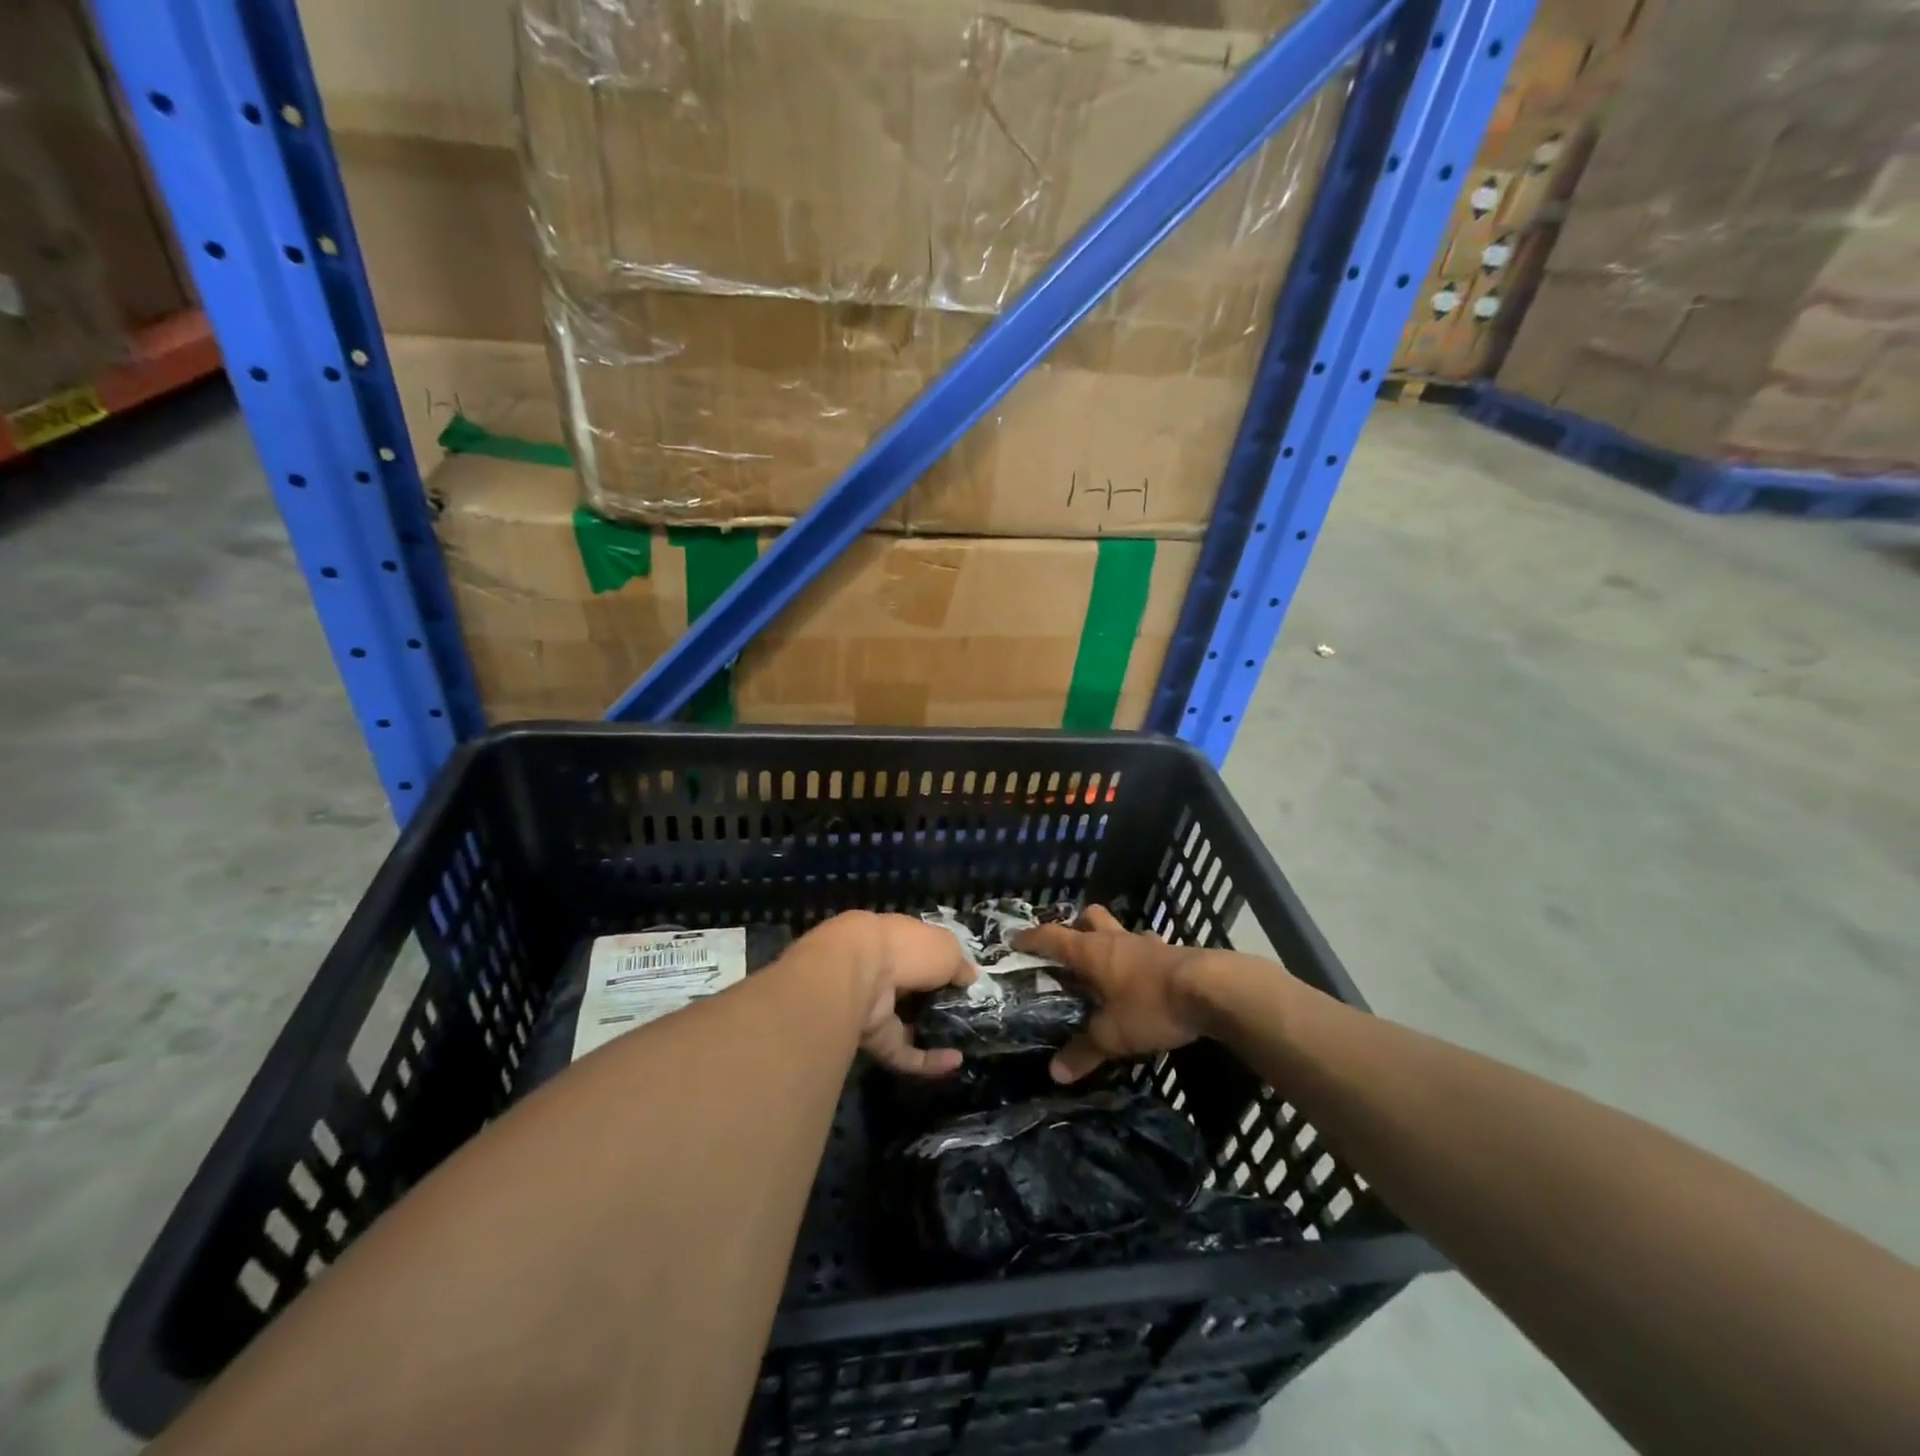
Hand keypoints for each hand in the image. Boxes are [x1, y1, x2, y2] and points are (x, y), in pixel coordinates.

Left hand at [808, 912, 976, 1076]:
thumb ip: (959, 964)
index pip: (921, 953)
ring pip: (906, 1024)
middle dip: (935, 1003)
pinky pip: (904, 1053)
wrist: (857, 974)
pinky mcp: (872, 1039)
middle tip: (966, 1015)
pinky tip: (955, 1062)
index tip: (965, 982)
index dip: (942, 966)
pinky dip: (928, 1061)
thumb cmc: (907, 949)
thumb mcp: (946, 948)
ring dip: (932, 1034)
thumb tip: (969, 976)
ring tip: (965, 1042)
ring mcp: (875, 1006)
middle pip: (912, 990)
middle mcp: (883, 971)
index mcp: (897, 941)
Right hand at [1013, 906, 1209, 1083]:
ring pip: (1121, 931)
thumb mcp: (1113, 1035)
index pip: (1053, 937)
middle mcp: (1116, 940)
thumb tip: (1054, 1073)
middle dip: (1076, 926)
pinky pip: (1148, 948)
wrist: (1212, 991)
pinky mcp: (1174, 954)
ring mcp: (1147, 944)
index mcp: (1092, 952)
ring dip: (1111, 942)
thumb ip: (1083, 1051)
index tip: (1016, 939)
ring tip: (1107, 966)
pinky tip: (1144, 979)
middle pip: (1090, 917)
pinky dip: (1140, 958)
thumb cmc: (1151, 1005)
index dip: (1032, 938)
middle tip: (1069, 947)